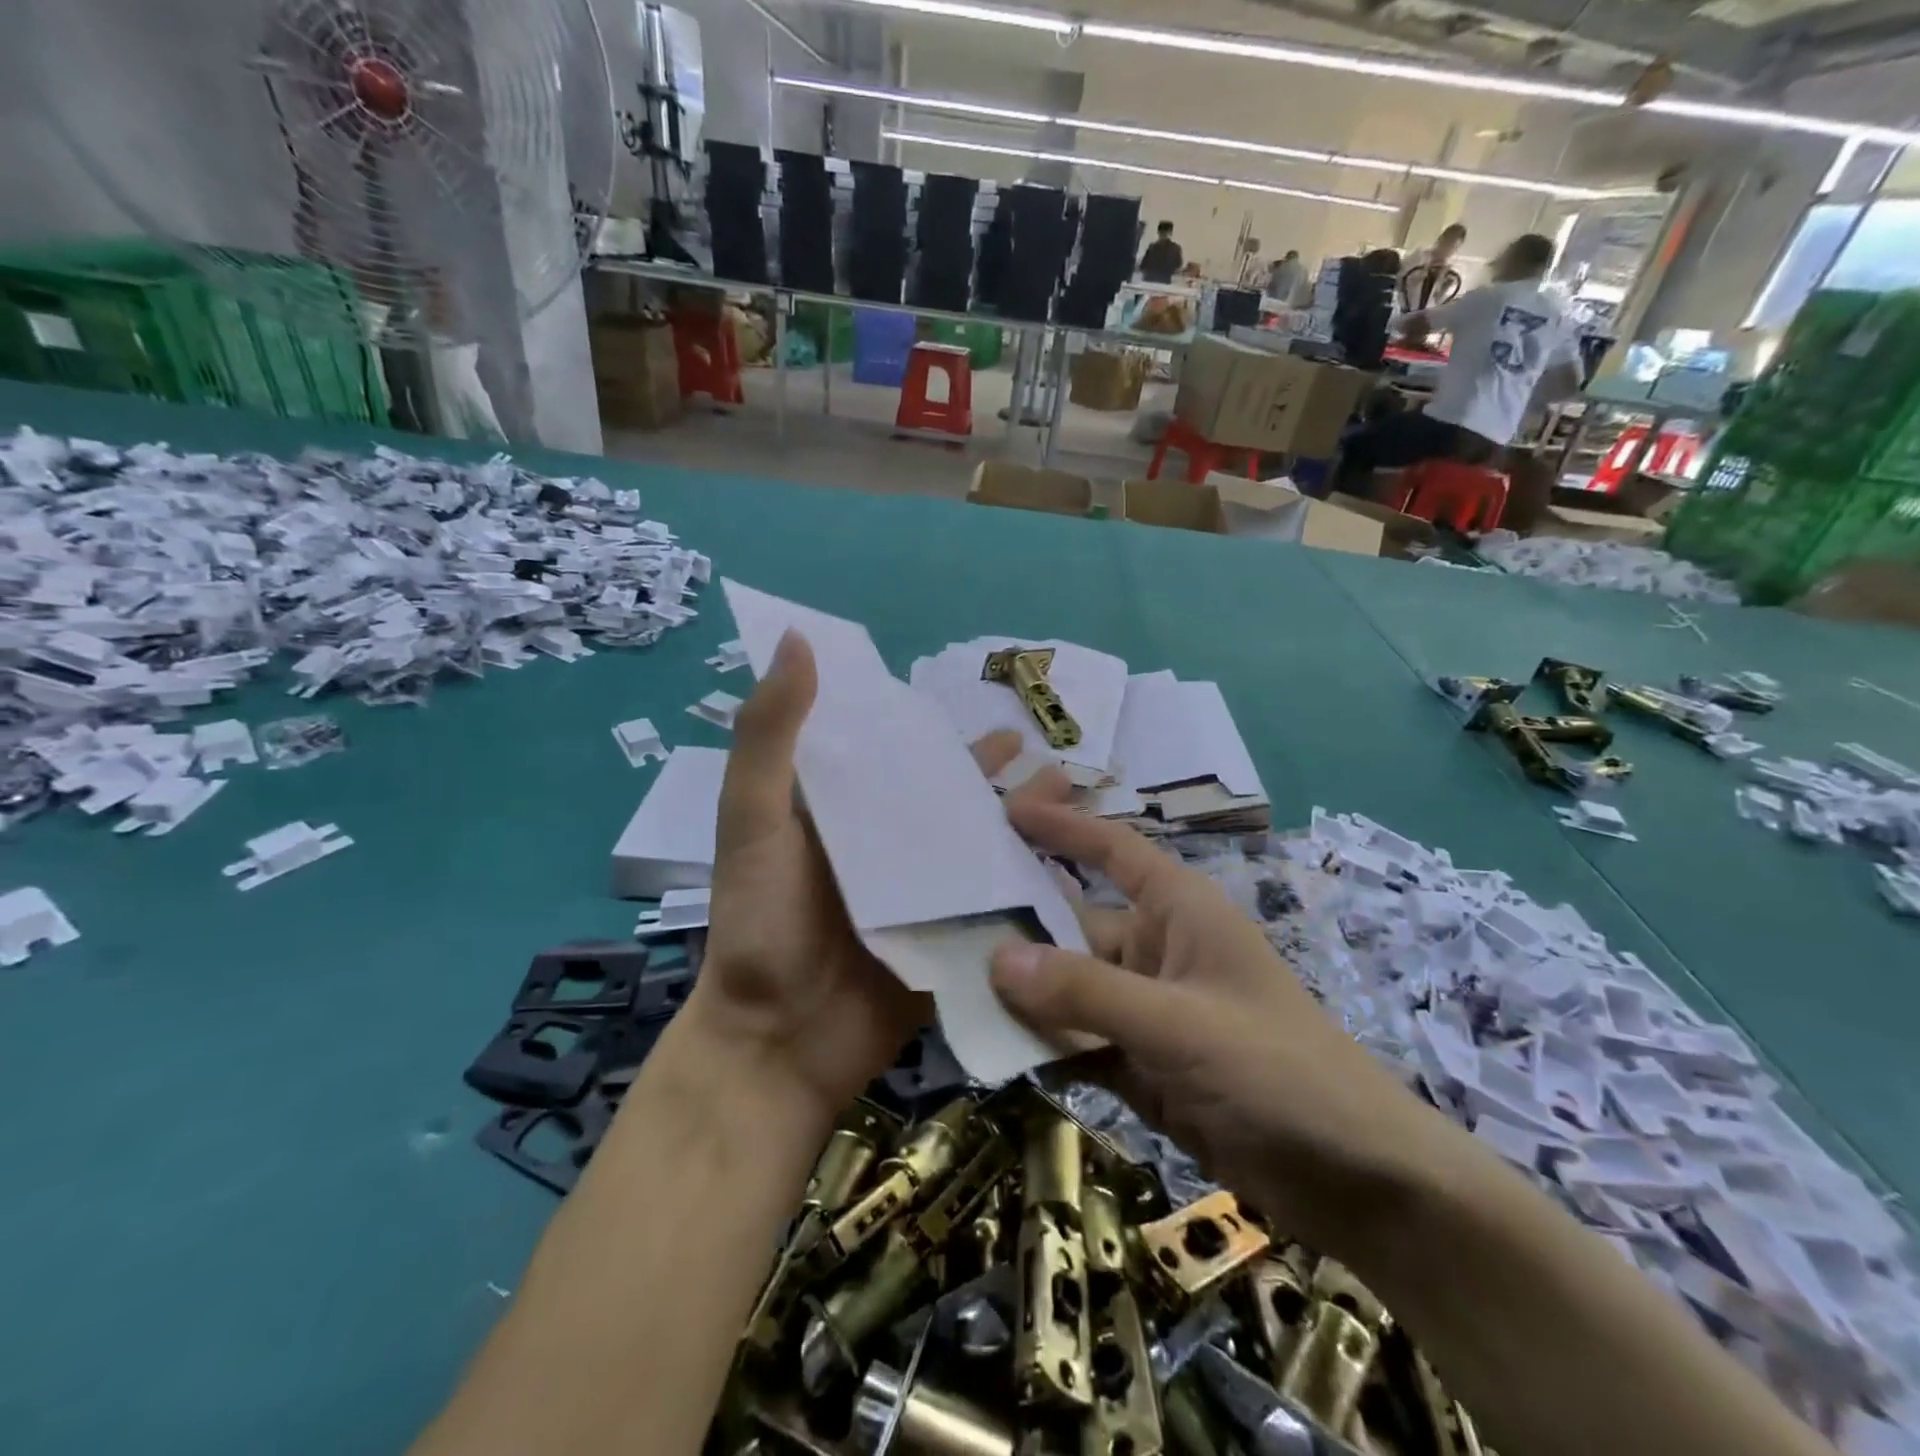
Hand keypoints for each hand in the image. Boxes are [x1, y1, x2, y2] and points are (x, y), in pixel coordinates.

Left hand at [688, 630, 1028, 1120]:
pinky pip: (994, 904)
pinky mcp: (946, 941)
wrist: (777, 1043)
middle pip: (949, 800)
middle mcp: (885, 847)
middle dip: (996, 778)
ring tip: (1072, 797)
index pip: (894, 756)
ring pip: (979, 847)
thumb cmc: (761, 924)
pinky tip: (1072, 868)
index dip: (933, 731)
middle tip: (1047, 755)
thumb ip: (771, 736)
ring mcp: (920, 896)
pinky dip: (1029, 884)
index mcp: (843, 813)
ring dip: (1022, 823)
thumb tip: (797, 639)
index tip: (979, 707)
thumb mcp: (754, 820)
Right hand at [989, 798, 1452, 1255]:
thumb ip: (1087, 993)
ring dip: (1021, 996)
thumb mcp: (1180, 1025)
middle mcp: (1157, 951)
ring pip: (1069, 992)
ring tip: (947, 986)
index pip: (1114, 850)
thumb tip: (996, 959)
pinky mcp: (1143, 1066)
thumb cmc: (1280, 1071)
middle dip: (1016, 929)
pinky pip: (1078, 1043)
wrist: (1358, 1182)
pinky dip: (1043, 1048)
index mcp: (1180, 912)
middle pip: (1073, 928)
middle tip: (942, 920)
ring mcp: (1148, 1012)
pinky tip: (993, 1052)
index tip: (1005, 809)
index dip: (1063, 826)